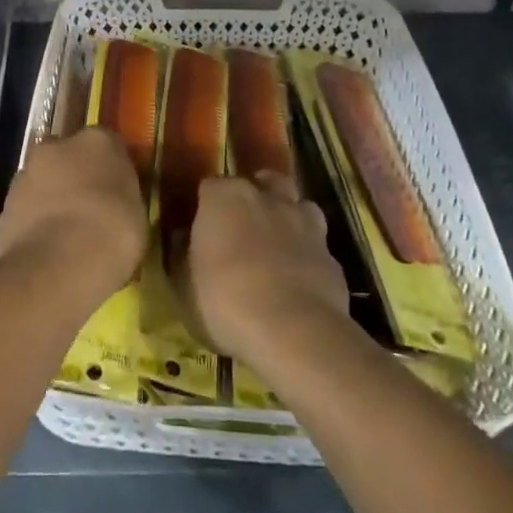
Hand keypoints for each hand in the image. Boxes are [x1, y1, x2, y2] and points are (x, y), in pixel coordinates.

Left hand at [0, 127, 146, 305]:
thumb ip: (122, 196)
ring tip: (67, 237)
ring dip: (52, 200)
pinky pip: (26, 213)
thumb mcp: (137, 213)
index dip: (112, 169)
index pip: (107, 144)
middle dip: (75, 177)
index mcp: (97, 141)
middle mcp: (56, 147)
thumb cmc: (113, 233)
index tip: (118, 192)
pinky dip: (34, 225)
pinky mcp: (4, 208)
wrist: (58, 265)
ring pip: (42, 183)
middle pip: (68, 157)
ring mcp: (25, 175)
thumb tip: (114, 199)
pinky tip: (47, 252)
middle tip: (90, 211)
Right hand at [175, 172, 348, 361]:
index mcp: (224, 197)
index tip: (201, 226)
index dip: (205, 205)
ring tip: (277, 245)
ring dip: (288, 218)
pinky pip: (316, 245)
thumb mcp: (182, 284)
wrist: (294, 331)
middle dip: (255, 196)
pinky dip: (307, 254)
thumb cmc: (224, 301)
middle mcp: (266, 197)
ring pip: (297, 205)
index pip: (210, 185)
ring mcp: (304, 222)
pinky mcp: (331, 254)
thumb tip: (181, 238)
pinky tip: (298, 279)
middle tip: (243, 226)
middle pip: (262, 181)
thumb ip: (181, 254)